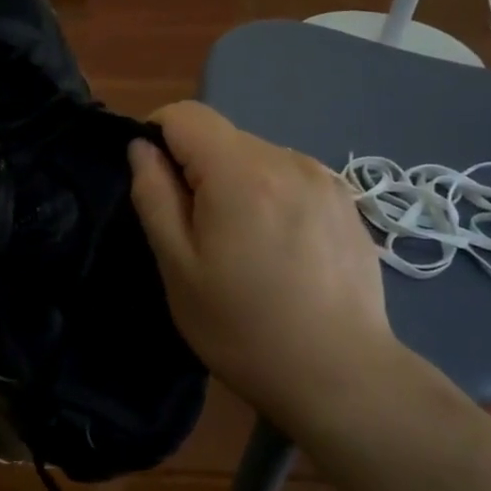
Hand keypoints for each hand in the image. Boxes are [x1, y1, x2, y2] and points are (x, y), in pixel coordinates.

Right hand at [128, 102, 401, 433]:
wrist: (342, 376)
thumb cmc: (244, 328)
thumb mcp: (179, 268)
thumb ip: (154, 196)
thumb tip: (142, 148)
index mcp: (240, 172)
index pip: (185, 114)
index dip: (157, 135)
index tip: (154, 182)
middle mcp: (288, 160)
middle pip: (222, 136)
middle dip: (197, 169)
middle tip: (197, 233)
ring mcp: (325, 179)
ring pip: (257, 157)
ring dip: (235, 183)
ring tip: (243, 246)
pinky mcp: (347, 202)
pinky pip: (291, 179)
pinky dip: (271, 197)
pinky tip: (280, 251)